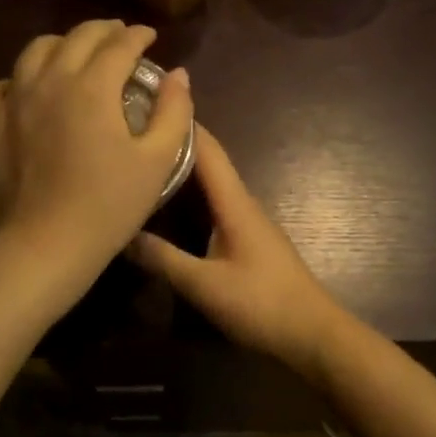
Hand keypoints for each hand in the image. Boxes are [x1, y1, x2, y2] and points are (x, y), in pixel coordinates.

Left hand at [0, 20, 192, 289]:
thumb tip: (177, 74)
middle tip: (119, 37)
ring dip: (61, 44)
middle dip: (103, 31)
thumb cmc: (110, 205)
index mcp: (93, 86)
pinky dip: (18, 79)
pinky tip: (27, 90)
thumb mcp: (158, 160)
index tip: (149, 36)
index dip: (138, 36)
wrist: (47, 244)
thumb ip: (173, 111)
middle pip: (77, 37)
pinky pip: (0, 87)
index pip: (120, 44)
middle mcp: (50, 80)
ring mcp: (14, 100)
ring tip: (75, 54)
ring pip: (35, 51)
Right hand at [128, 126, 348, 381]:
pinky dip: (192, 197)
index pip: (208, 149)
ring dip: (183, 170)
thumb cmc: (261, 304)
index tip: (149, 102)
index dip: (182, 123)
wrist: (313, 334)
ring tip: (144, 165)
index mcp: (235, 203)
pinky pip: (216, 206)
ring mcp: (249, 222)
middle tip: (135, 135)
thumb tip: (122, 234)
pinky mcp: (249, 241)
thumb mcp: (204, 285)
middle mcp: (243, 204)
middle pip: (209, 162)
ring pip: (212, 185)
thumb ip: (163, 259)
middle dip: (175, 144)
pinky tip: (170, 208)